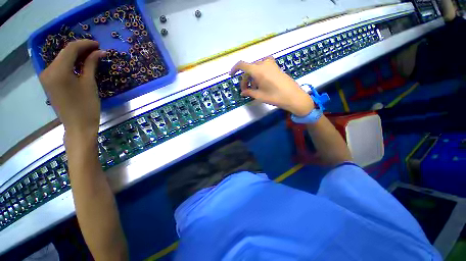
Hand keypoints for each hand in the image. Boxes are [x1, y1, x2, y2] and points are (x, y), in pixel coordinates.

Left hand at [39, 40, 104, 140]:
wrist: (78, 126)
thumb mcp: (90, 84)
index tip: (98, 44)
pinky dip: (70, 63)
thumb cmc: (86, 106)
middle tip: (97, 50)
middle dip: (80, 49)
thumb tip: (99, 52)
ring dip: (76, 56)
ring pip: (62, 59)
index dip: (85, 44)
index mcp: (58, 71)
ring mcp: (46, 77)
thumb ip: (91, 65)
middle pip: (64, 53)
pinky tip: (80, 64)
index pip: (70, 49)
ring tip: (91, 56)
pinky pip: (59, 67)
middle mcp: (48, 71)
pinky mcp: (49, 82)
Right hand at [230, 57, 313, 116]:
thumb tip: (242, 92)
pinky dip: (259, 75)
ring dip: (252, 78)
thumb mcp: (259, 96)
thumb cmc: (275, 97)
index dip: (234, 69)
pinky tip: (261, 84)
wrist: (294, 96)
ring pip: (256, 69)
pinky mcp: (276, 67)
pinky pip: (263, 68)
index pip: (242, 65)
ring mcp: (271, 64)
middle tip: (245, 90)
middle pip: (249, 69)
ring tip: (254, 89)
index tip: (231, 75)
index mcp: (258, 70)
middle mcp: (264, 64)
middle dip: (245, 79)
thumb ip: (249, 92)